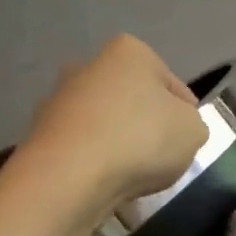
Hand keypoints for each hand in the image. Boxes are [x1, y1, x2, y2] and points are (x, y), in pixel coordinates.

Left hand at [20, 35, 208, 219]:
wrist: (70, 176)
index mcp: (130, 52)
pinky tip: (105, 183)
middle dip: (147, 126)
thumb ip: (193, 125)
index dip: (187, 115)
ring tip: (133, 177)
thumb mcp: (193, 131)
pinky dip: (95, 163)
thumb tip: (178, 128)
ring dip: (119, 145)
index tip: (189, 141)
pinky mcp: (42, 133)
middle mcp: (90, 65)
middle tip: (162, 159)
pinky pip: (83, 148)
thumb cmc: (140, 140)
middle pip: (134, 101)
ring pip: (106, 124)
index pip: (173, 85)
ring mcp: (60, 99)